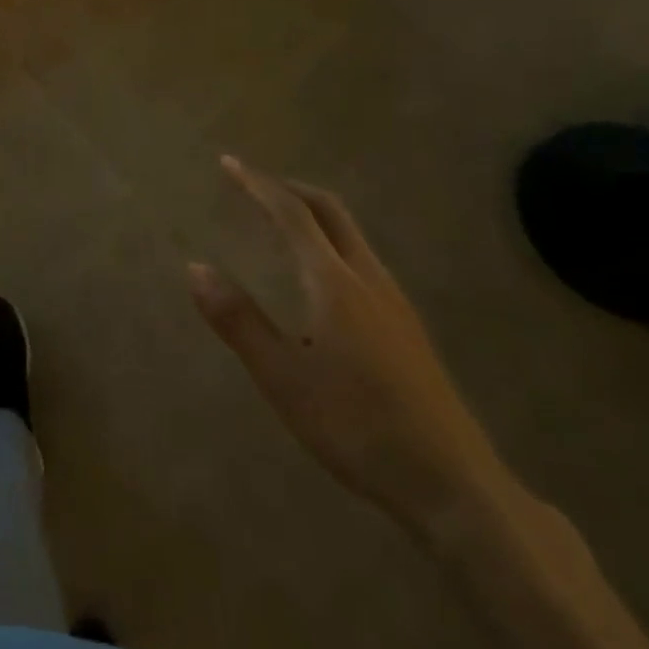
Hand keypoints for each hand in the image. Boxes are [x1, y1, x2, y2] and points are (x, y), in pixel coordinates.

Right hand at [190, 157, 511, 535]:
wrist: (452, 484)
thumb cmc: (356, 426)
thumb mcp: (282, 377)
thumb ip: (238, 320)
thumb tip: (196, 268)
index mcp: (334, 282)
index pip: (292, 214)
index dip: (257, 185)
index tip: (229, 164)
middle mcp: (367, 279)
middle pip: (330, 211)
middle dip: (290, 189)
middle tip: (254, 185)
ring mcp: (394, 302)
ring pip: (351, 234)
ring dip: (313, 214)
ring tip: (280, 221)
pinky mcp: (407, 327)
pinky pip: (361, 259)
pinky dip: (330, 241)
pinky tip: (319, 276)